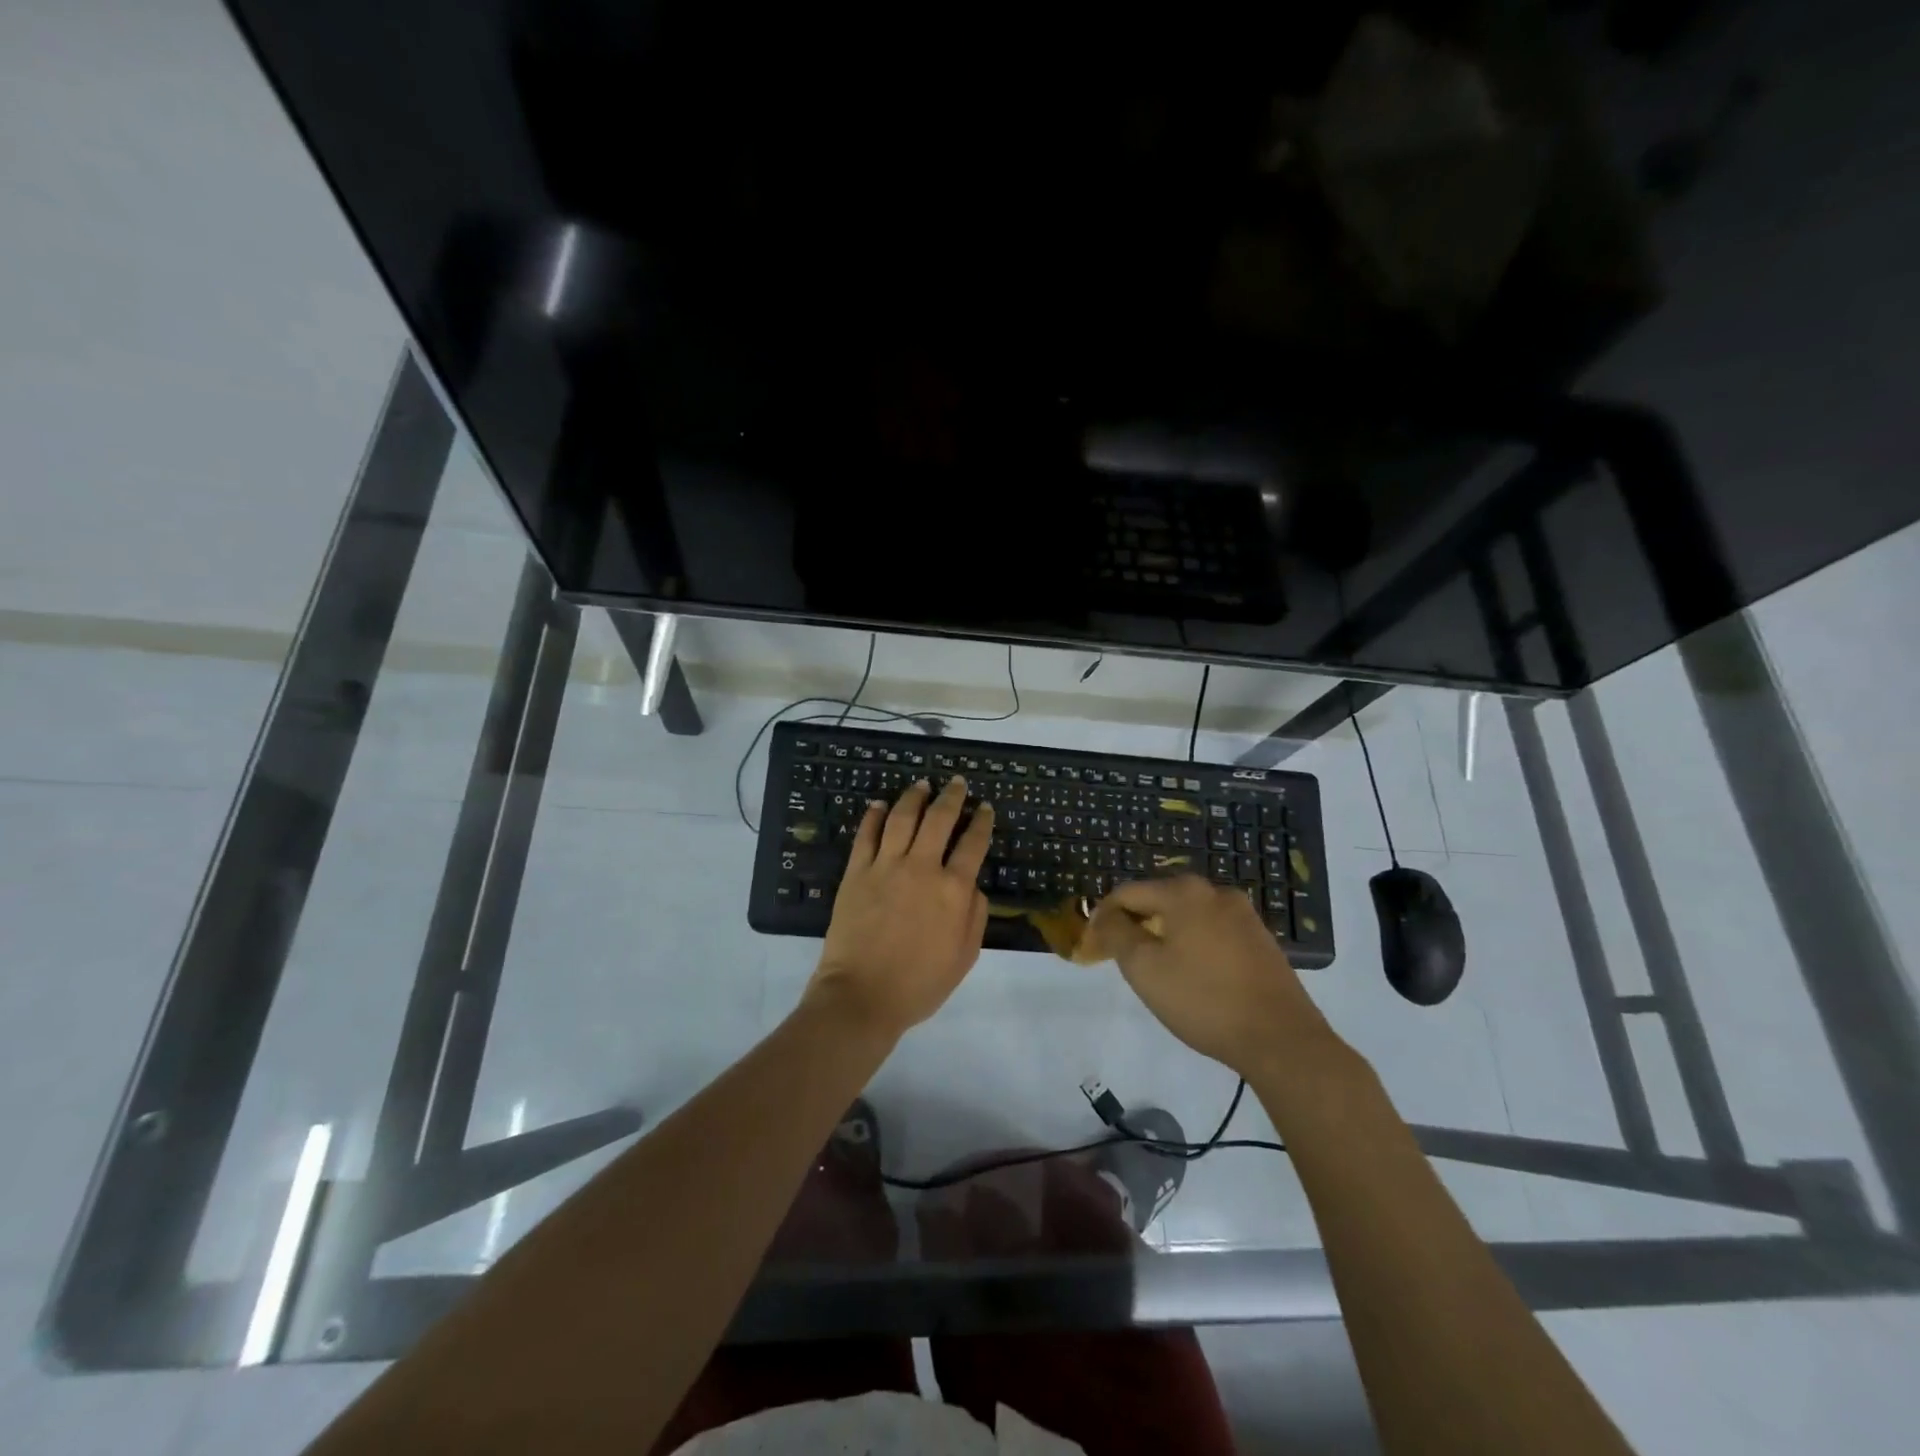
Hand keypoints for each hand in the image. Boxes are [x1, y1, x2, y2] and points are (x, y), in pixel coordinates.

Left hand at [808, 777, 993, 1039]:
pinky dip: (873, 815)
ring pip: (902, 818)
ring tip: (922, 784)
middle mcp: (922, 868)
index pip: (973, 844)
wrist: (862, 996)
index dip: (981, 822)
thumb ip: (975, 915)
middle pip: (939, 819)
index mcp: (954, 889)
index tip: (985, 808)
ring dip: (914, 797)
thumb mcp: (964, 956)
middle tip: (957, 782)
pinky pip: (866, 835)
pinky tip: (879, 804)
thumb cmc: (919, 984)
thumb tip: (973, 885)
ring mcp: (886, 866)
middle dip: (951, 796)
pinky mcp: (856, 872)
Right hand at [1086, 875, 1334, 1076]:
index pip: (1128, 892)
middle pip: (1159, 900)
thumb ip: (1116, 933)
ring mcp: (1243, 915)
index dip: (1104, 916)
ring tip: (1157, 971)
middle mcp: (1215, 891)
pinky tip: (1194, 977)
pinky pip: (1213, 932)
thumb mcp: (1144, 968)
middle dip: (1137, 924)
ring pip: (1188, 916)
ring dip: (1166, 935)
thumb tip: (1106, 915)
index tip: (1093, 945)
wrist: (1280, 1038)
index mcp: (1184, 891)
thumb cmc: (1202, 999)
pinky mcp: (1261, 940)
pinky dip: (1194, 945)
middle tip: (1123, 959)